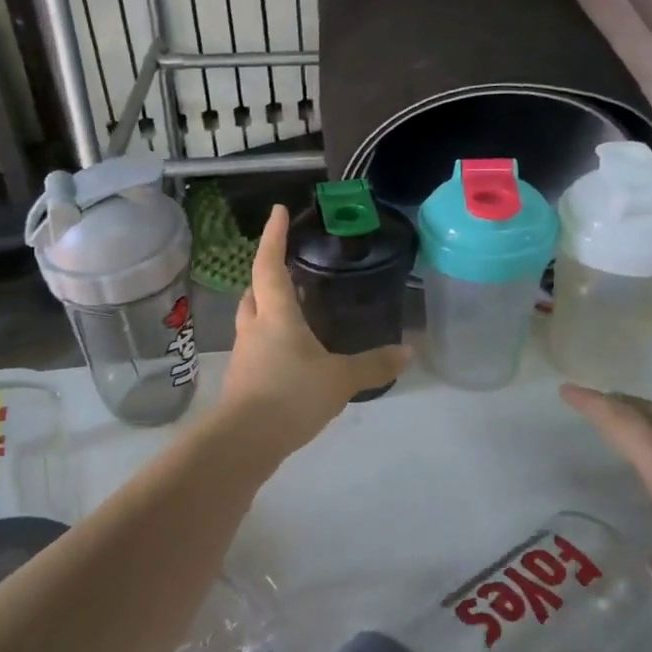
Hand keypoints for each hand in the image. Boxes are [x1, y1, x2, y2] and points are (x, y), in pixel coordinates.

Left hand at [220, 205, 410, 455]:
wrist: (245, 441)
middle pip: (255, 291)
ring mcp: (245, 355)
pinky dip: (271, 340)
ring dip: (268, 308)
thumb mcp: (339, 380)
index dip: (272, 236)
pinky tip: (290, 355)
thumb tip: (409, 352)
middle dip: (268, 275)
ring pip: (253, 320)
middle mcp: (255, 328)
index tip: (276, 211)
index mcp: (276, 315)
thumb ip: (373, 365)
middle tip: (288, 268)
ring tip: (293, 309)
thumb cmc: (291, 396)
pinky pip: (256, 348)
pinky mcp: (243, 380)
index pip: (270, 265)